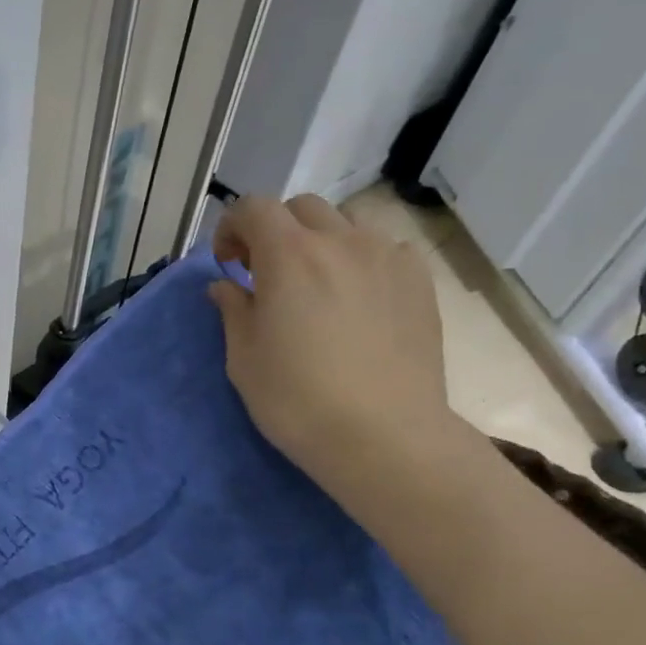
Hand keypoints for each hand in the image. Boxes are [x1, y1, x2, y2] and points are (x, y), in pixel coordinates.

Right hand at [208, 194, 458, 490]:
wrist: (384, 436)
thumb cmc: (298, 400)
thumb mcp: (244, 358)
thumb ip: (233, 309)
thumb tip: (226, 285)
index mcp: (289, 255)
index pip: (253, 207)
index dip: (232, 227)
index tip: (228, 263)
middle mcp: (340, 241)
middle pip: (301, 209)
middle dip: (276, 231)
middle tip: (267, 274)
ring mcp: (386, 257)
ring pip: (346, 224)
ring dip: (320, 241)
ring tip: (317, 284)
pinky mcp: (419, 281)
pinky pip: (384, 249)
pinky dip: (361, 259)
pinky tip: (358, 298)